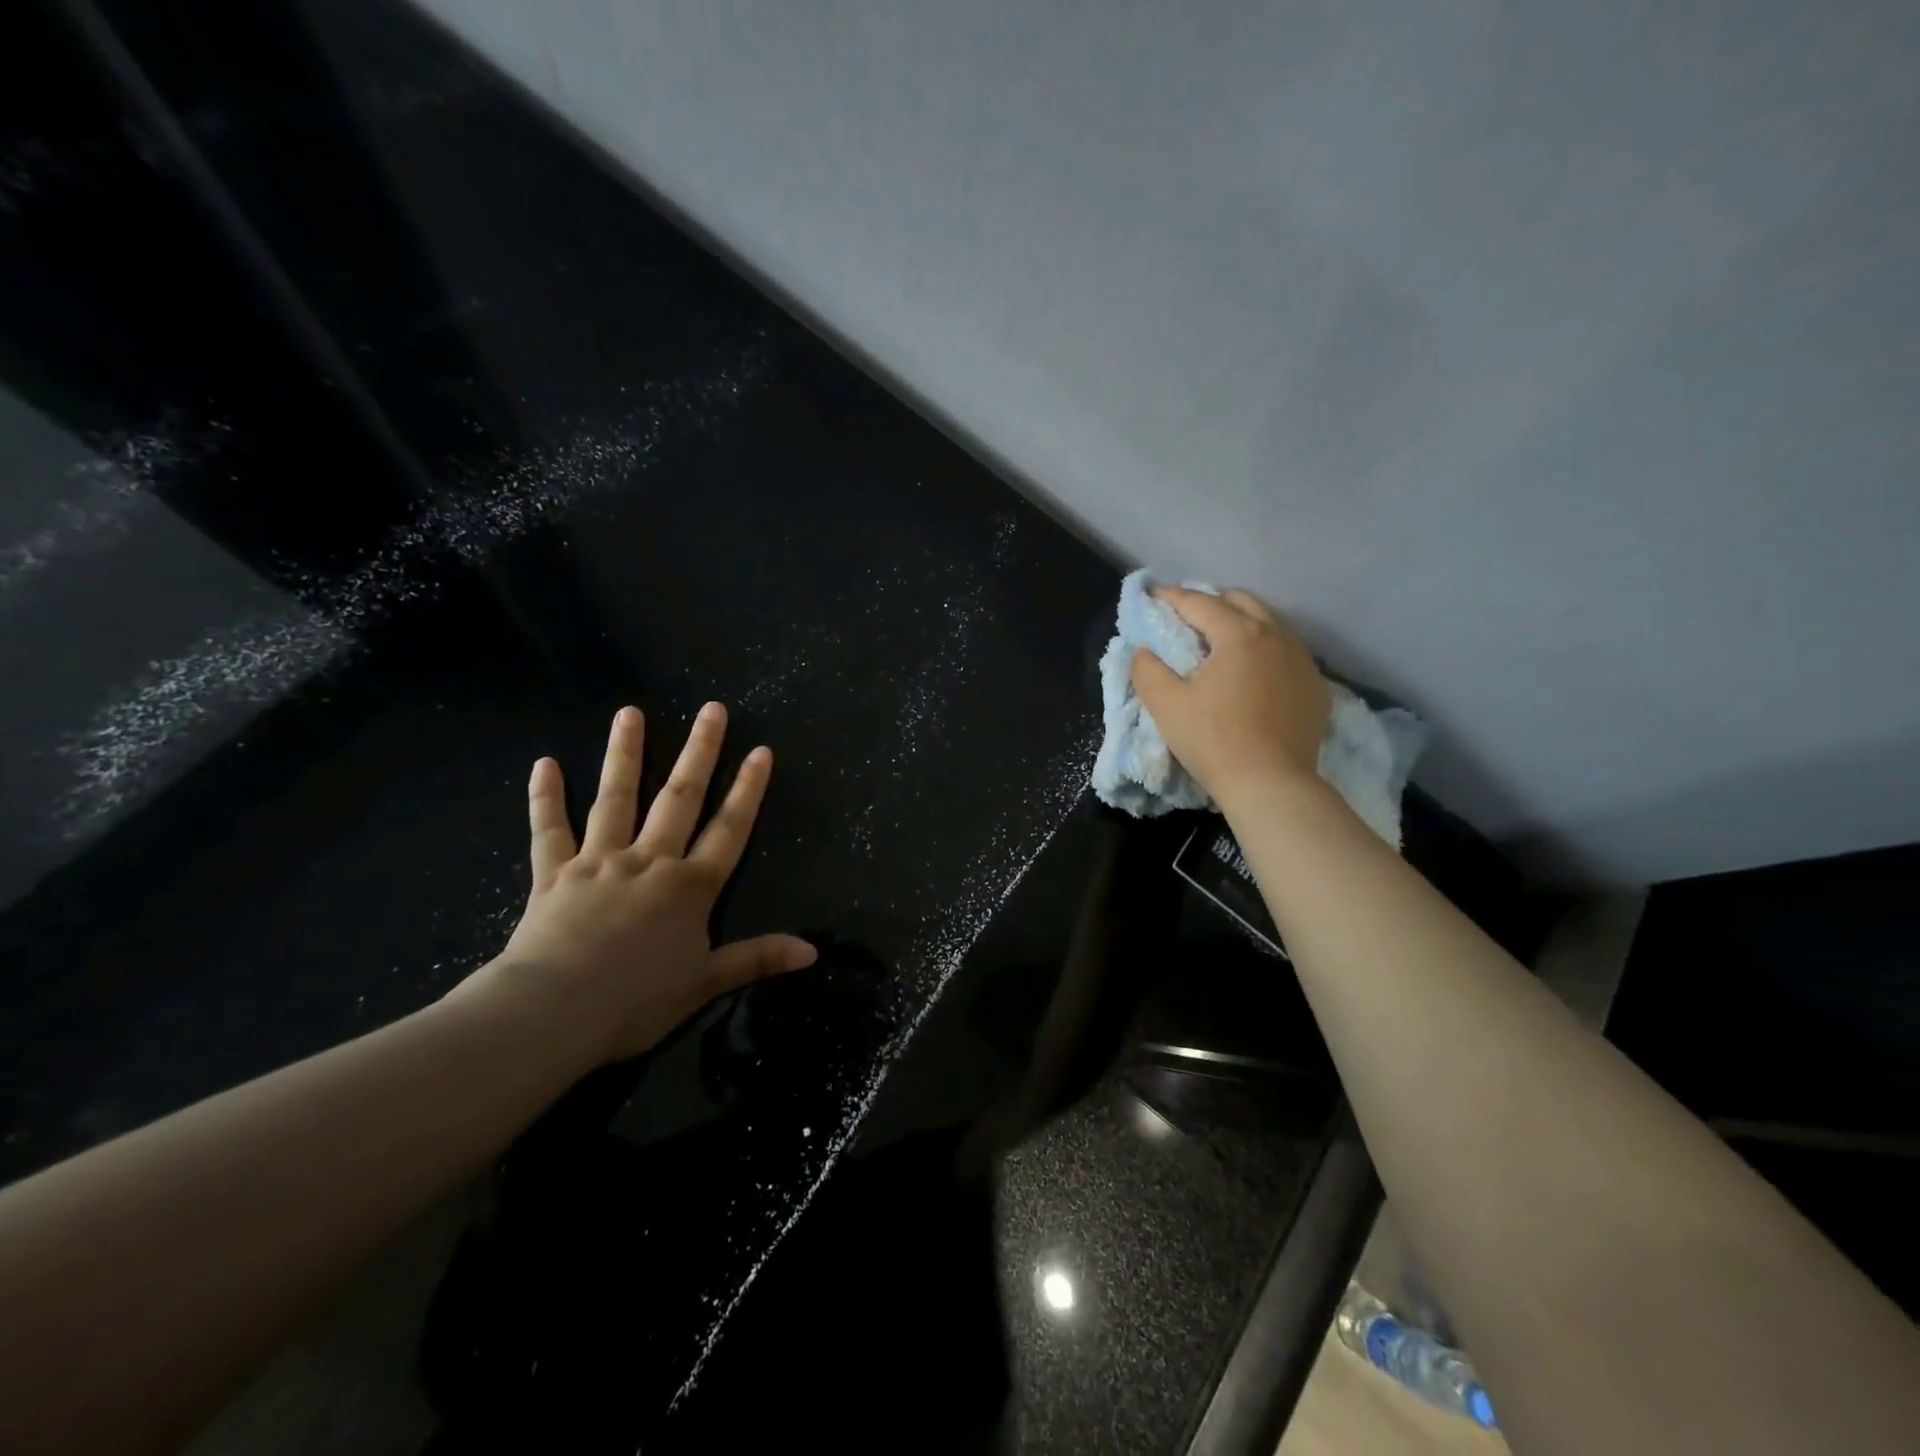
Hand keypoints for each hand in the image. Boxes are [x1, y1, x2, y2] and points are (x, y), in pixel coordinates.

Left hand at [452, 703, 815, 1064]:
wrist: (553, 1013)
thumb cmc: (636, 1001)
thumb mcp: (706, 983)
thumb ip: (757, 958)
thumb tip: (813, 952)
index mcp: (690, 886)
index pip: (729, 829)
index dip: (748, 790)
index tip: (761, 751)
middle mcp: (650, 861)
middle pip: (680, 798)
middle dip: (700, 752)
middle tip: (712, 709)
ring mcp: (600, 862)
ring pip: (616, 799)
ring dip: (625, 755)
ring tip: (630, 713)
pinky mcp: (554, 874)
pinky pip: (550, 831)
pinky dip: (545, 798)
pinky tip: (544, 764)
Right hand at [1129, 586, 1331, 810]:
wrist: (1271, 785)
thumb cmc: (1213, 740)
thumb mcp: (1165, 704)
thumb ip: (1147, 669)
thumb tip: (1143, 651)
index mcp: (1239, 634)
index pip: (1199, 602)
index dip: (1171, 597)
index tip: (1151, 595)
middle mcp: (1277, 636)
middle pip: (1241, 601)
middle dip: (1211, 602)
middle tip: (1186, 619)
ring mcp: (1302, 661)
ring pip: (1270, 624)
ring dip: (1241, 624)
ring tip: (1220, 643)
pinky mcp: (1316, 687)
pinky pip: (1287, 653)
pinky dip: (1265, 651)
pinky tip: (1252, 673)